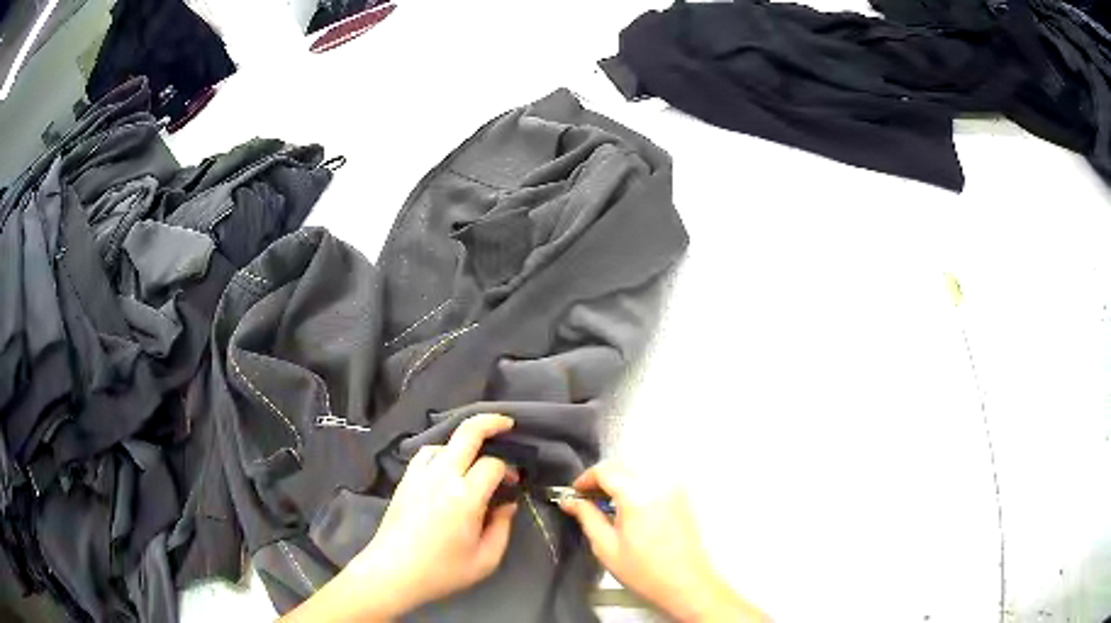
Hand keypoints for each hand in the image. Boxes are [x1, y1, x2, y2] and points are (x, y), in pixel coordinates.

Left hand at [283, 414, 519, 621]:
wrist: (393, 572)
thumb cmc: (442, 571)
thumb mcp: (485, 560)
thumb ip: (502, 528)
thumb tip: (508, 504)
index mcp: (465, 497)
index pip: (493, 464)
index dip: (509, 469)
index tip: (514, 483)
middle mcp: (442, 477)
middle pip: (467, 433)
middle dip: (491, 422)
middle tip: (507, 423)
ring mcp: (419, 475)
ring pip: (444, 441)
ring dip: (463, 442)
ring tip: (475, 456)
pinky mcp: (405, 480)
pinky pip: (426, 454)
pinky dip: (441, 452)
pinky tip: (447, 468)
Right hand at [559, 462, 768, 622]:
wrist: (686, 583)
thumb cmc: (644, 571)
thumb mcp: (606, 547)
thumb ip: (587, 517)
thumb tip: (570, 501)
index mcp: (638, 494)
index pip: (605, 471)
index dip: (584, 479)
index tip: (574, 494)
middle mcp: (658, 483)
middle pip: (622, 466)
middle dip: (602, 478)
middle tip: (586, 500)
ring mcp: (674, 487)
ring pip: (638, 470)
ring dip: (619, 480)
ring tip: (606, 505)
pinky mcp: (682, 495)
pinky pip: (653, 478)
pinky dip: (636, 484)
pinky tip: (629, 507)